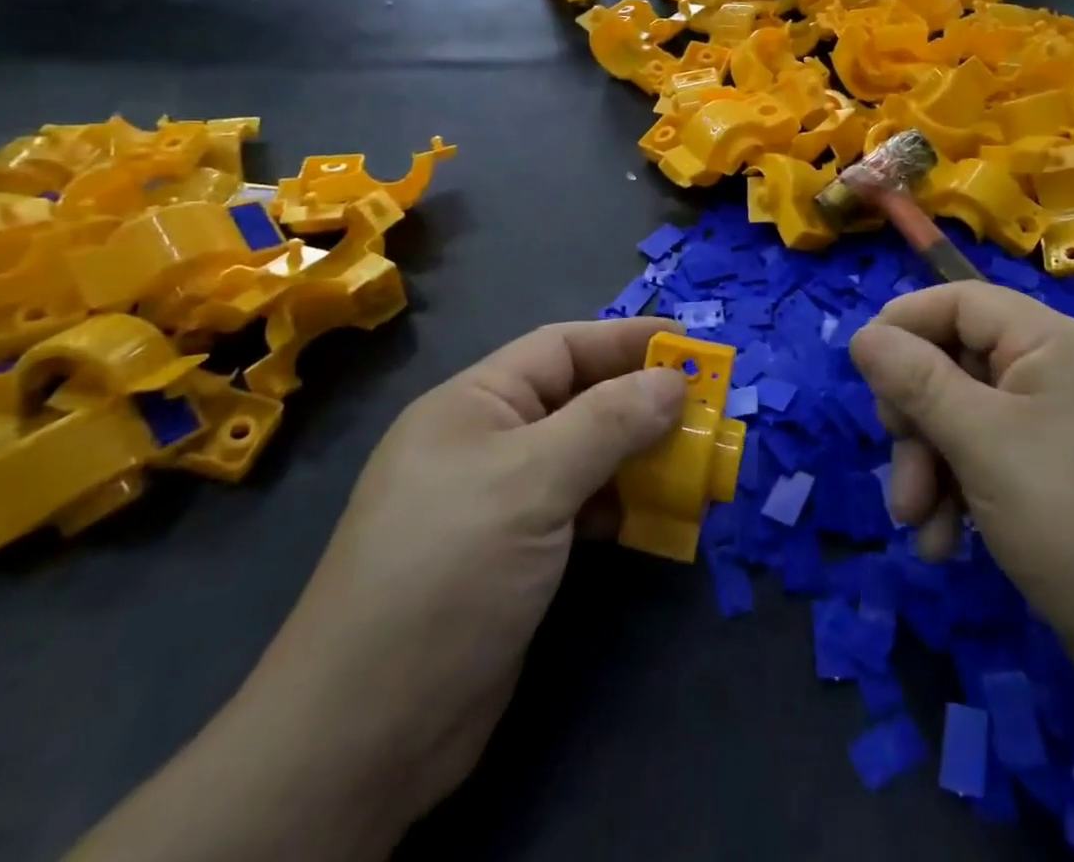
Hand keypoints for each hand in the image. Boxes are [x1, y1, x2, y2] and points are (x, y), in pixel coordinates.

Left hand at [243, 317, 687, 820]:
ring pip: (585, 456)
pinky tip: (653, 518)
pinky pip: (580, 507)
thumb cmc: (448, 571)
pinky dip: (619, 505)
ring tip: (695, 463)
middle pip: (579, 400)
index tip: (690, 345)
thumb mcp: (532, 480)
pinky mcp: (516, 554)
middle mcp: (488, 441)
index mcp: (476, 402)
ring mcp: (501, 500)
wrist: (366, 734)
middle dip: (642, 401)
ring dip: (638, 456)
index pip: (562, 347)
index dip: (627, 340)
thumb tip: (674, 380)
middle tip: (707, 410)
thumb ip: (609, 422)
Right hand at [848, 285, 1073, 693]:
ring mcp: (1073, 422)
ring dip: (934, 466)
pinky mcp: (1073, 471)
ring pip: (972, 416)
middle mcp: (1067, 369)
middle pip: (960, 364)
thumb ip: (917, 381)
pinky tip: (948, 541)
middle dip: (918, 421)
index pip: (962, 301)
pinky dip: (966, 489)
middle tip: (899, 472)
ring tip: (919, 524)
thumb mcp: (982, 444)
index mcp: (1058, 341)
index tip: (863, 369)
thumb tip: (864, 334)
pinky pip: (1000, 455)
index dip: (905, 325)